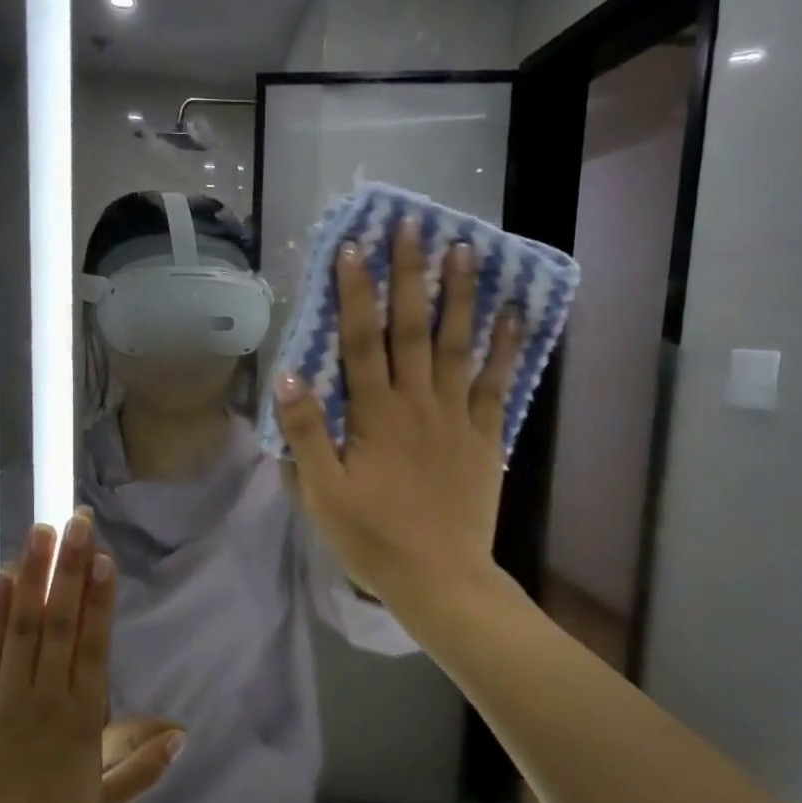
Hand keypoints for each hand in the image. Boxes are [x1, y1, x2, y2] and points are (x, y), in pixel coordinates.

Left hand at [0, 514, 184, 802]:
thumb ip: (141, 768)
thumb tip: (182, 733)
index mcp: (82, 723)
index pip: (95, 647)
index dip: (99, 599)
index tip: (103, 558)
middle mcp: (46, 702)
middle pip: (61, 624)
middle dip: (70, 570)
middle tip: (77, 522)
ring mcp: (4, 703)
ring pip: (23, 628)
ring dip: (33, 577)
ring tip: (41, 534)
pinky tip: (1, 580)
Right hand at [272, 218, 520, 606]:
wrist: (439, 578)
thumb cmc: (372, 538)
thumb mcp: (322, 493)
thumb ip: (306, 433)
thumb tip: (287, 375)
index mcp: (374, 415)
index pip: (360, 341)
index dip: (355, 293)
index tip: (353, 247)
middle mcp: (417, 403)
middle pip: (412, 328)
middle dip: (410, 274)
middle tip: (413, 225)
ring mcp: (457, 417)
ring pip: (458, 344)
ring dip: (461, 295)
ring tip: (466, 249)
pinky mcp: (485, 437)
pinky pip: (497, 383)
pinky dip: (507, 347)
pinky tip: (514, 313)